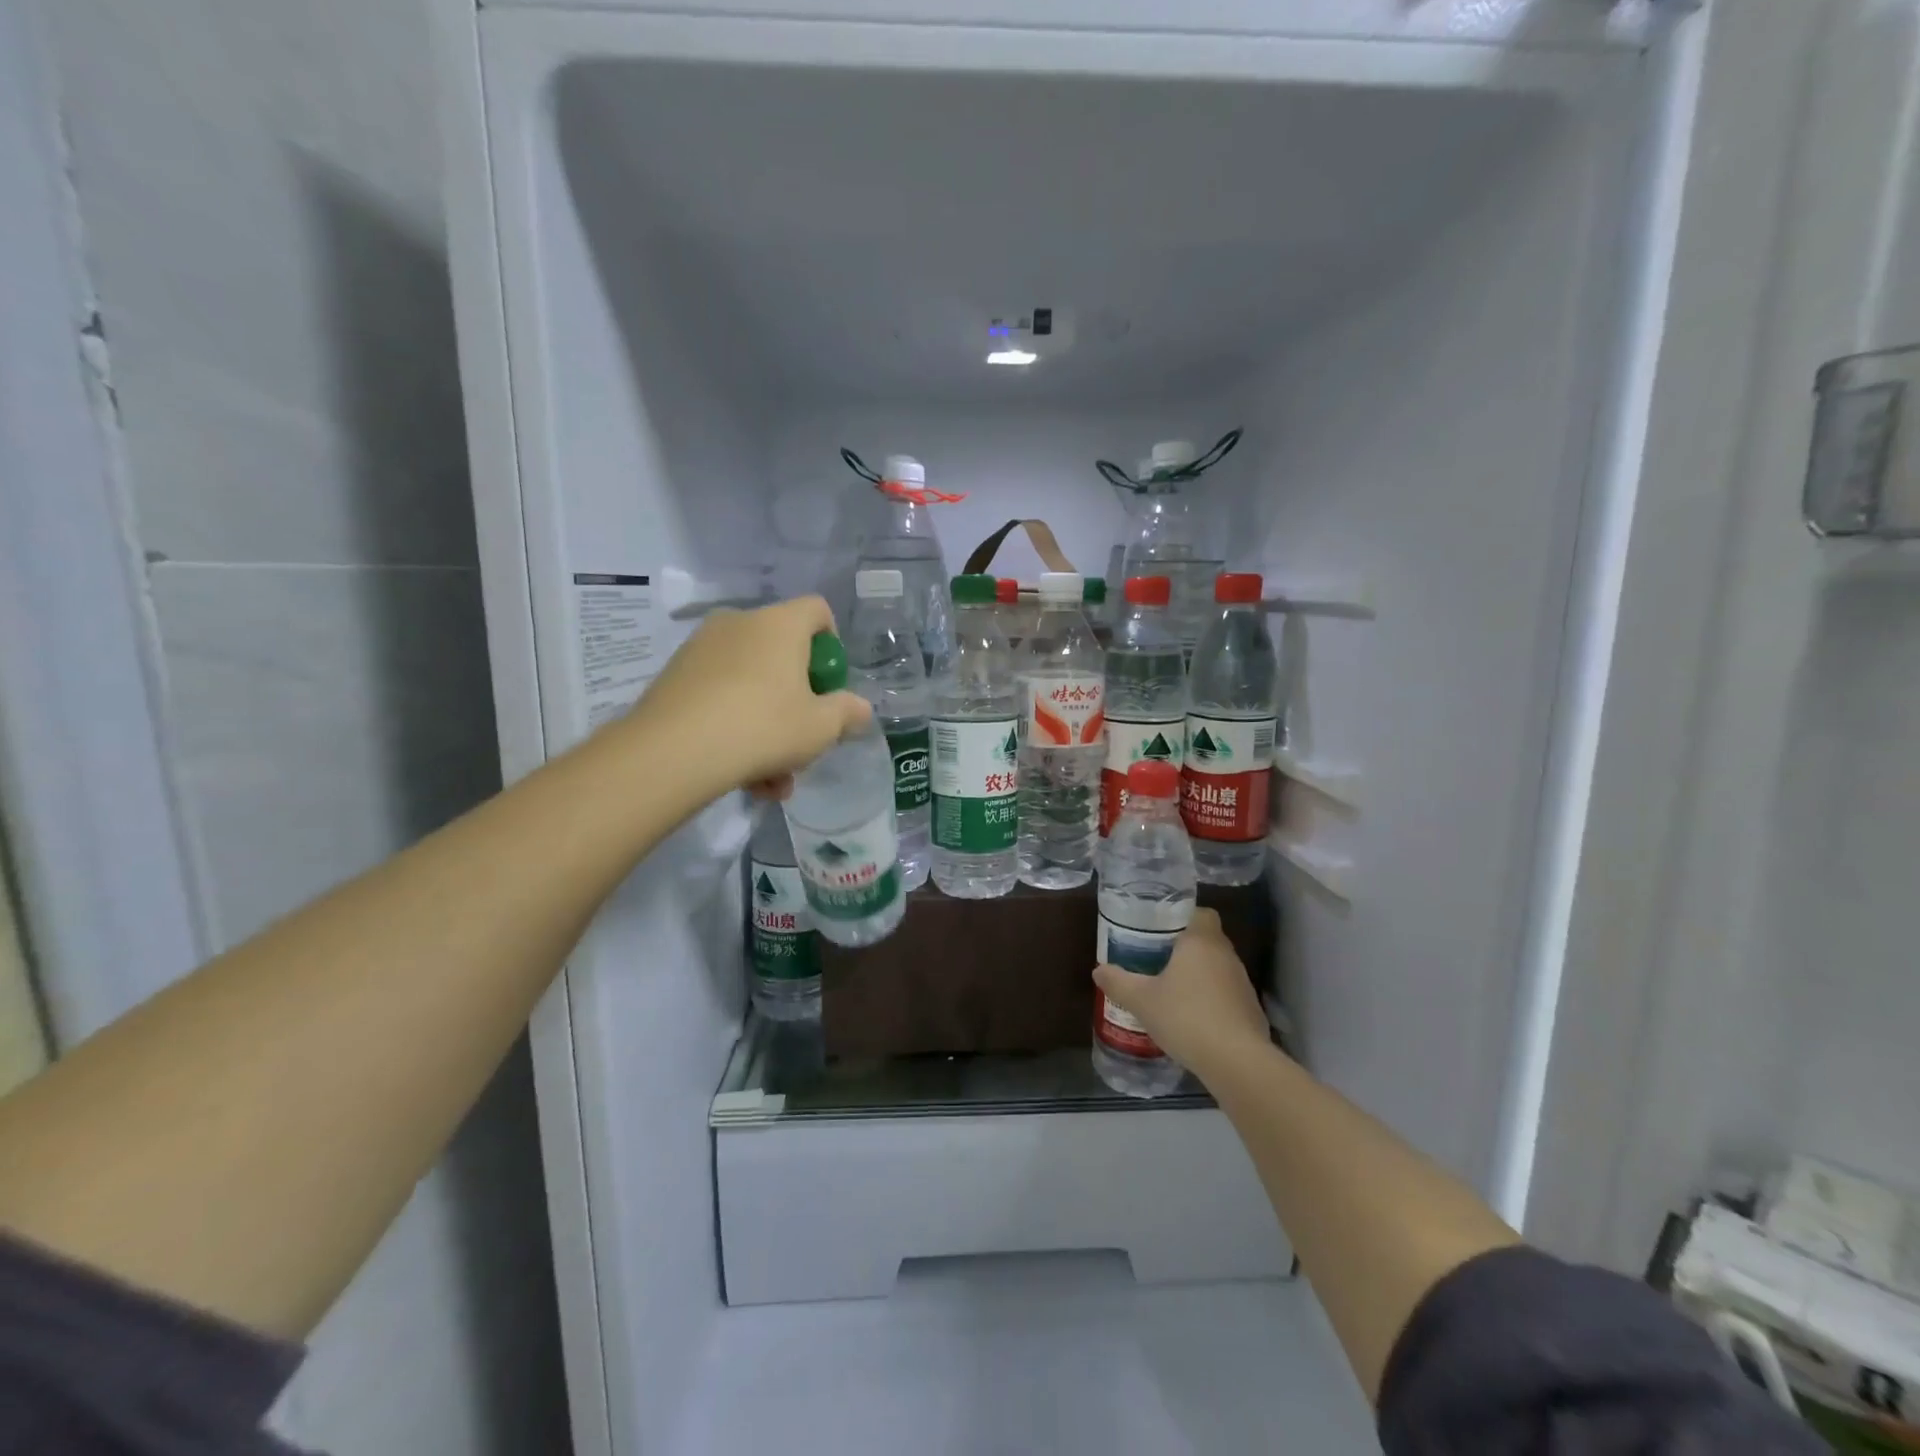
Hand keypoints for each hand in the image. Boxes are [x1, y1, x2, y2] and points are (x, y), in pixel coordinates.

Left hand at [617, 596, 870, 798]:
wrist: (673, 752)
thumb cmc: (763, 727)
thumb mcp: (820, 728)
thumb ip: (847, 713)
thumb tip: (860, 708)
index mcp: (780, 624)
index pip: (817, 610)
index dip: (831, 643)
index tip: (829, 683)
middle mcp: (739, 624)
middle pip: (782, 654)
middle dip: (797, 702)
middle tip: (802, 741)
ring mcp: (701, 648)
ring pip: (750, 684)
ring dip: (768, 729)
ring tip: (772, 781)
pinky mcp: (674, 676)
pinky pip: (720, 697)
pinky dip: (735, 729)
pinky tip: (741, 777)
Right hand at [1093, 908, 1270, 1076]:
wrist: (1236, 1062)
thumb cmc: (1186, 1017)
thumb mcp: (1141, 1000)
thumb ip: (1118, 982)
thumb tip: (1099, 970)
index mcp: (1201, 942)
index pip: (1202, 913)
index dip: (1184, 918)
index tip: (1162, 930)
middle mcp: (1226, 956)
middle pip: (1208, 940)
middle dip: (1185, 948)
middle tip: (1157, 959)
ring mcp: (1243, 984)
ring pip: (1218, 968)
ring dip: (1199, 976)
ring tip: (1172, 992)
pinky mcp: (1252, 1011)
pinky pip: (1227, 995)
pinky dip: (1212, 1001)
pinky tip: (1193, 1020)